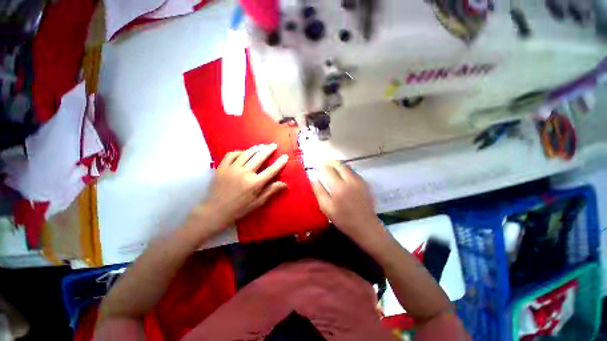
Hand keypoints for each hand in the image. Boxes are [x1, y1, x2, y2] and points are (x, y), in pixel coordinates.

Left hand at [198, 144, 288, 230]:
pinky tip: (244, 152)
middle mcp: (245, 173)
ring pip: (247, 153)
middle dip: (269, 150)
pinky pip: (231, 154)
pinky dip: (239, 151)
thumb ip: (271, 191)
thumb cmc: (239, 208)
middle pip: (260, 157)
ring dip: (256, 148)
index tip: (285, 156)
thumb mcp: (258, 203)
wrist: (215, 211)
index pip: (271, 170)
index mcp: (255, 183)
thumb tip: (284, 184)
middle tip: (274, 145)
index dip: (280, 162)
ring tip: (262, 145)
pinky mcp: (222, 167)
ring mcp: (232, 169)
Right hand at [311, 161, 381, 240]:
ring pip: (347, 167)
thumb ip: (319, 191)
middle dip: (330, 162)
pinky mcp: (365, 183)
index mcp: (339, 187)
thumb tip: (313, 178)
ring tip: (332, 168)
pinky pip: (353, 172)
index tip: (317, 165)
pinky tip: (342, 176)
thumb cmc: (343, 219)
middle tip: (324, 164)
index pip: (328, 169)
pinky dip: (346, 170)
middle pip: (339, 164)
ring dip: (338, 165)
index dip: (322, 165)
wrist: (365, 226)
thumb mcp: (326, 207)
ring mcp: (359, 180)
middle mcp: (350, 180)